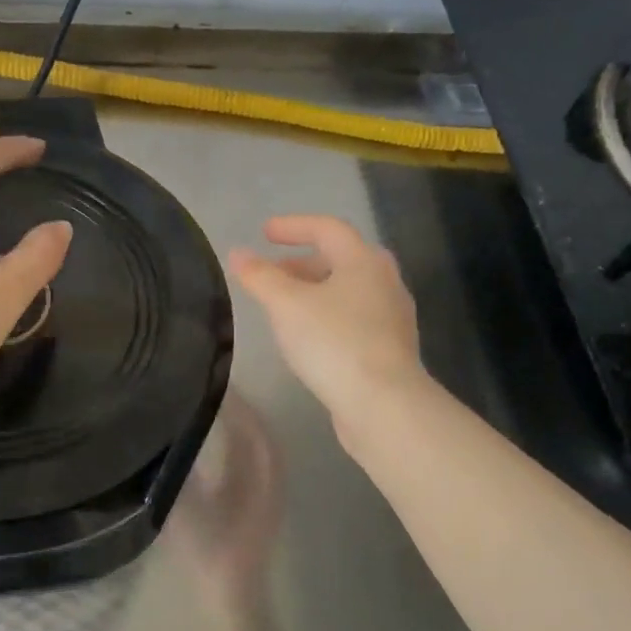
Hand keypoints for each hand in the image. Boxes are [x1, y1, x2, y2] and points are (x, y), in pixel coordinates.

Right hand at [229, 215, 424, 435]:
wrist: (383, 405)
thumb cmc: (333, 343)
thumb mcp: (286, 305)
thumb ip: (260, 277)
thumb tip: (238, 253)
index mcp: (363, 261)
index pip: (327, 228)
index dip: (293, 226)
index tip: (263, 233)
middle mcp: (385, 282)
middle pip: (340, 259)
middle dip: (302, 262)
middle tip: (272, 273)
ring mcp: (392, 317)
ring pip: (348, 291)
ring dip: (314, 291)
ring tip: (283, 307)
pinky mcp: (390, 349)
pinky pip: (353, 318)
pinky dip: (327, 316)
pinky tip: (307, 338)